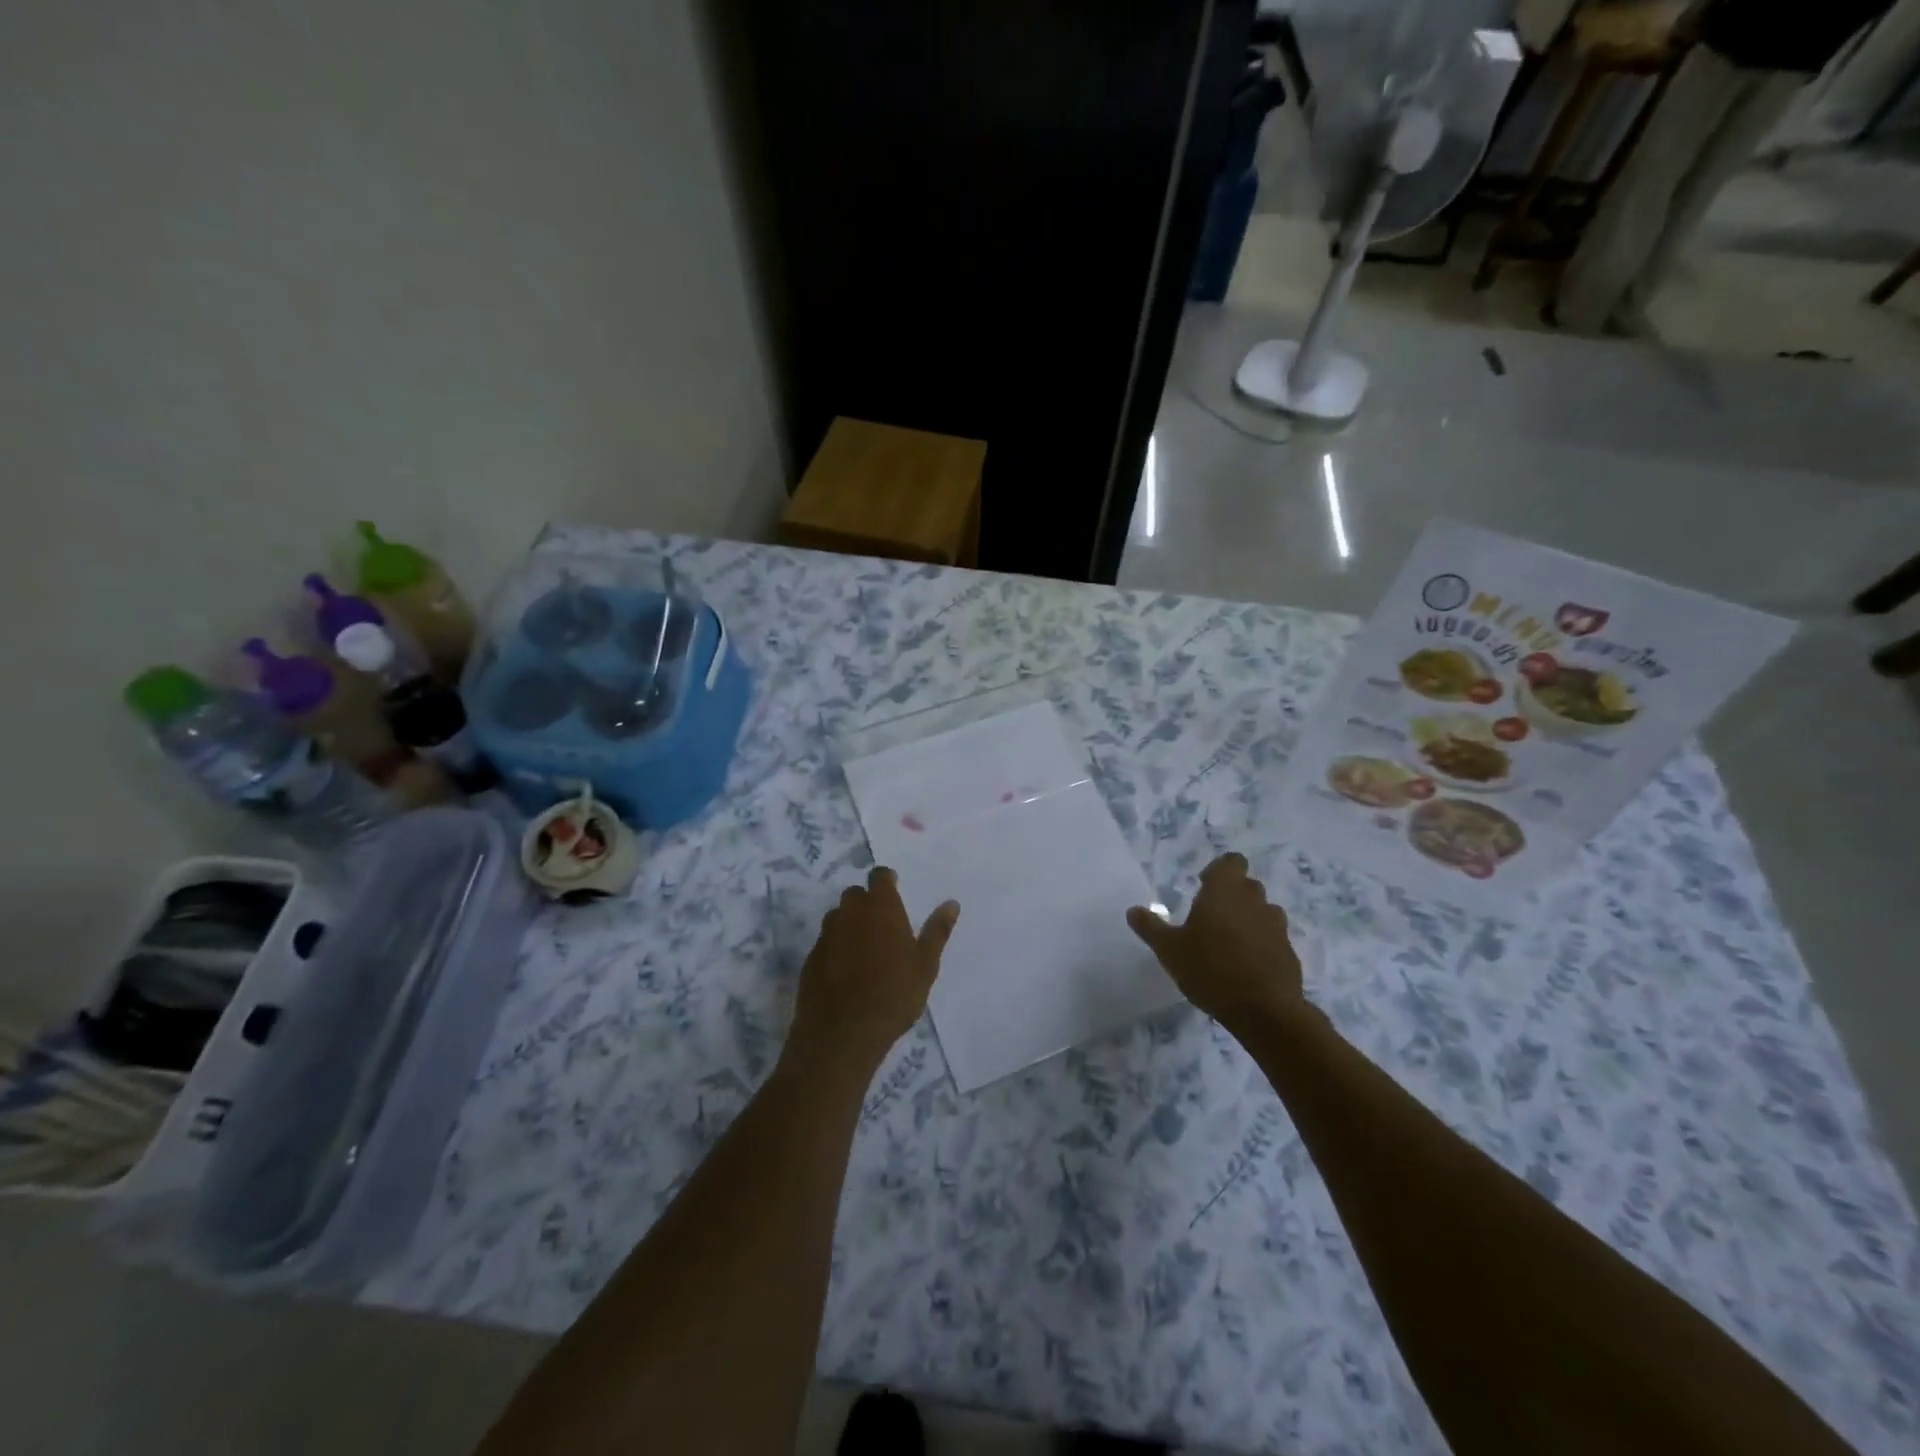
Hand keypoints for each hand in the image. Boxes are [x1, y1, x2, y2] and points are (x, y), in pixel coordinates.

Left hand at [785, 866, 959, 1080]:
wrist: (843, 1034)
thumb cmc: (894, 995)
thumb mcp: (925, 965)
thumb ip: (937, 930)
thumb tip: (951, 903)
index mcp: (880, 907)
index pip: (879, 876)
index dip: (887, 881)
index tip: (895, 891)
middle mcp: (849, 912)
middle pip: (856, 895)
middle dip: (867, 903)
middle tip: (883, 927)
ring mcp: (826, 935)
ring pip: (838, 918)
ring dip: (849, 925)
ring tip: (865, 952)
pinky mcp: (810, 959)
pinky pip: (826, 944)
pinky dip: (835, 949)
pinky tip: (846, 973)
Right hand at [1127, 853, 1301, 1029]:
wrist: (1264, 1010)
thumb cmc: (1210, 969)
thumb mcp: (1169, 949)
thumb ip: (1150, 927)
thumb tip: (1133, 910)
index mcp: (1225, 891)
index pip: (1232, 861)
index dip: (1219, 870)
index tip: (1203, 886)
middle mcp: (1254, 900)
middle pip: (1247, 885)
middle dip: (1231, 896)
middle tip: (1210, 918)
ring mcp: (1276, 926)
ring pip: (1262, 911)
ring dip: (1248, 919)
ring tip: (1228, 943)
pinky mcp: (1289, 952)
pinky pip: (1272, 939)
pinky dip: (1261, 945)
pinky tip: (1245, 968)